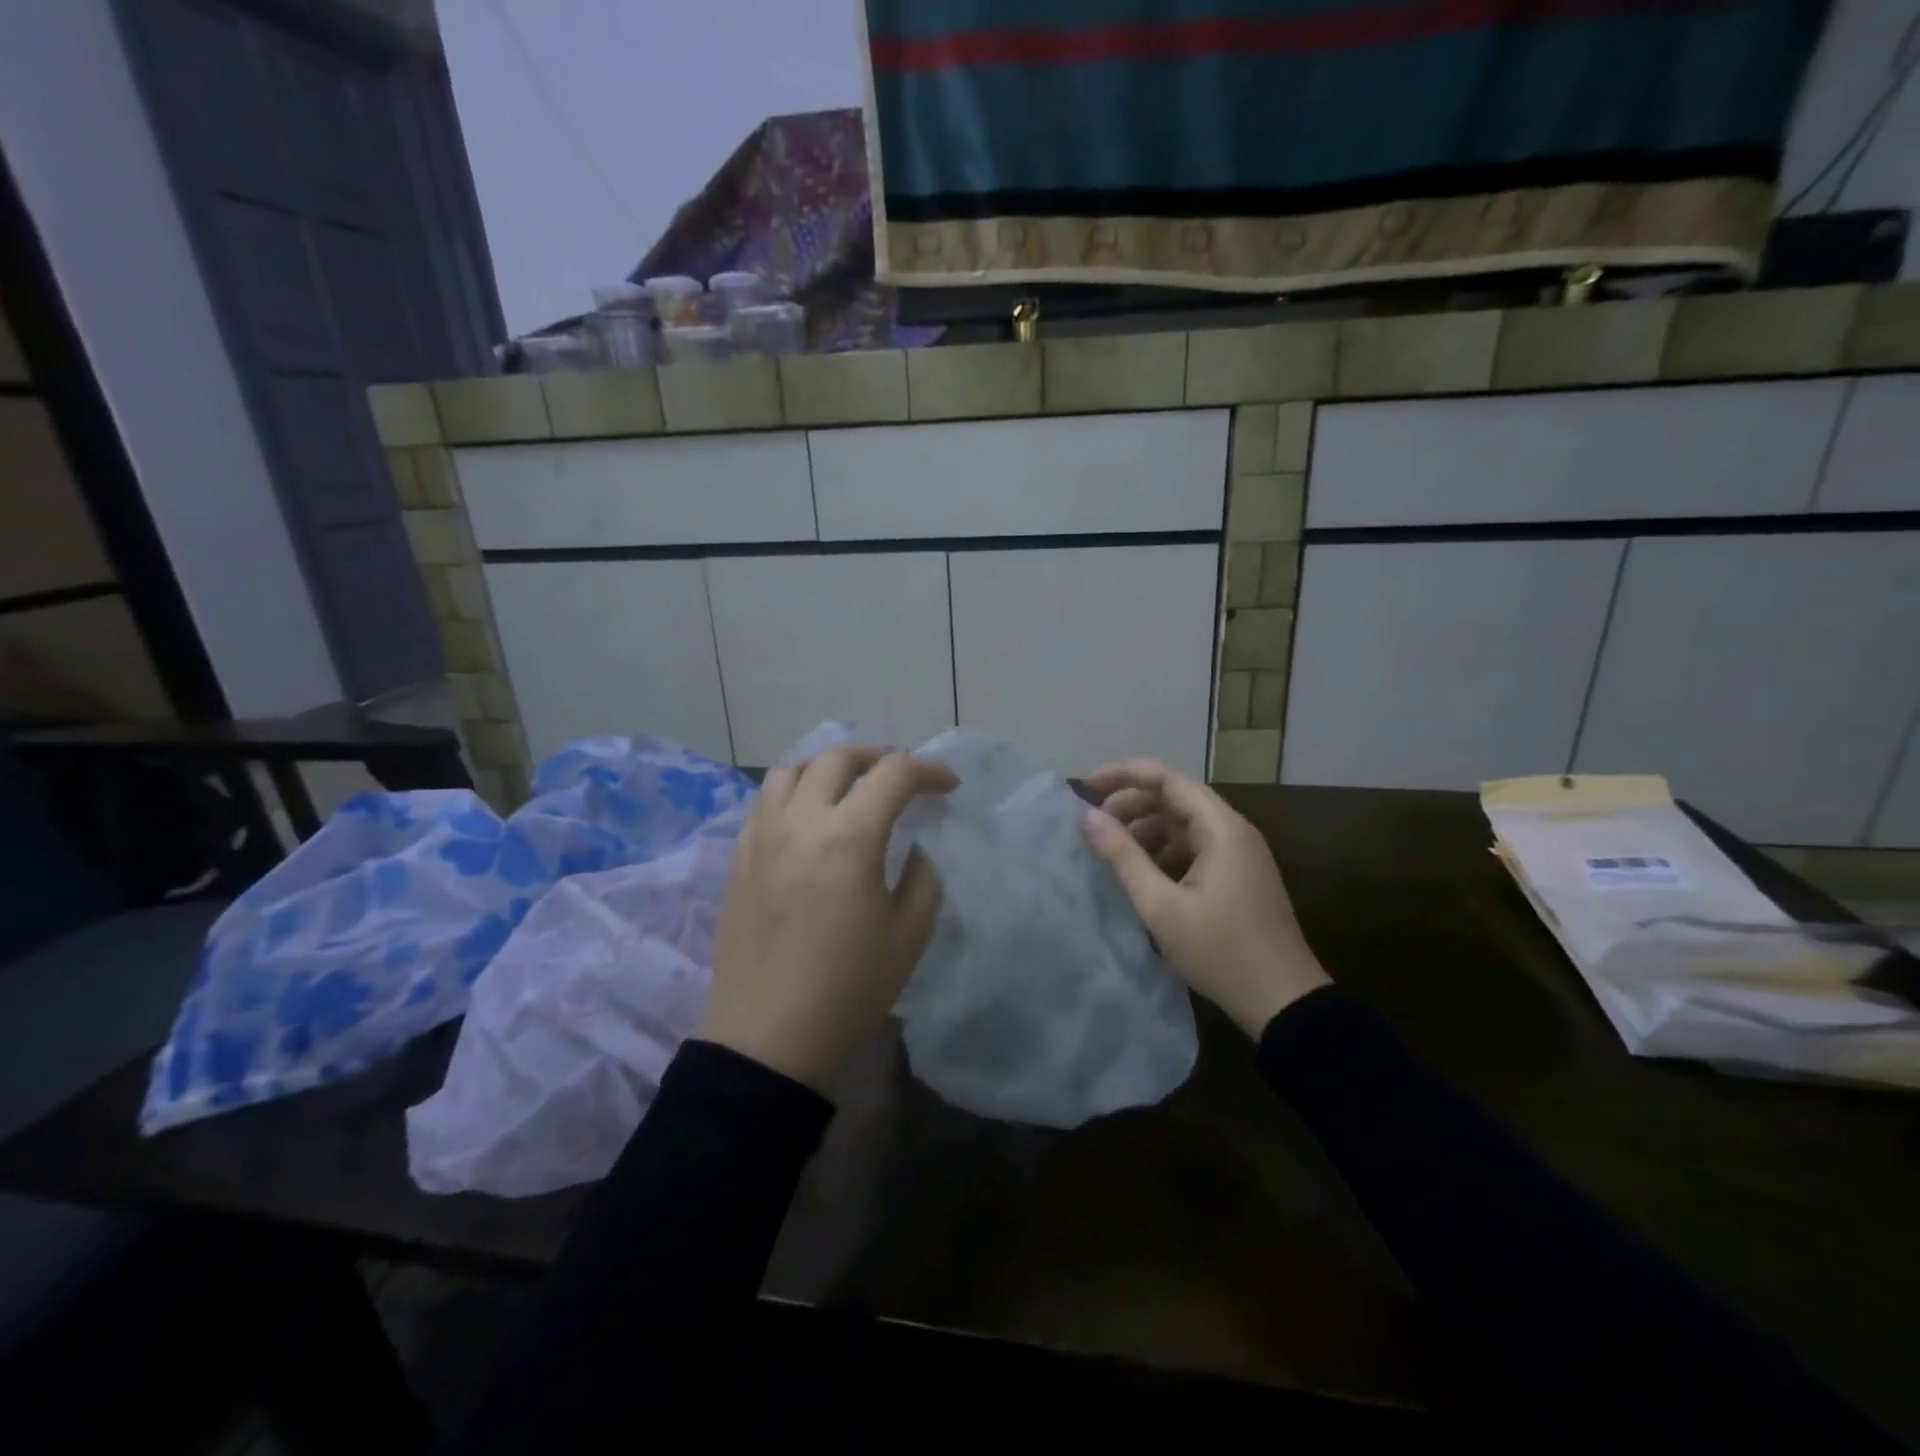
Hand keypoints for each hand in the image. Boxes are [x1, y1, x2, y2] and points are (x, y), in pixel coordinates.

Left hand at [697, 745, 956, 1093]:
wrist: (768, 1040)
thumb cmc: (849, 990)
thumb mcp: (910, 934)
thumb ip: (923, 877)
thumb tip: (912, 848)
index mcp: (849, 837)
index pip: (894, 774)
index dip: (929, 771)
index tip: (948, 786)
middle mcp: (800, 821)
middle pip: (837, 758)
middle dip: (878, 755)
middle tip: (901, 774)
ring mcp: (761, 836)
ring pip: (791, 770)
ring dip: (828, 765)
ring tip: (850, 782)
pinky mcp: (737, 858)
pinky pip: (765, 802)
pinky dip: (794, 791)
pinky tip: (809, 816)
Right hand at [1081, 758, 1328, 1037]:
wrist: (1284, 1002)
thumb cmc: (1221, 951)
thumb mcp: (1161, 906)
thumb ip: (1123, 857)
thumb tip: (1087, 817)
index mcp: (1221, 828)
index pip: (1167, 778)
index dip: (1123, 774)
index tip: (1086, 787)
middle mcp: (1233, 830)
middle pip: (1175, 797)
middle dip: (1131, 804)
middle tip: (1096, 827)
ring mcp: (1239, 854)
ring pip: (1183, 823)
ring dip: (1146, 829)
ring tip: (1113, 853)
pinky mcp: (1238, 875)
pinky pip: (1194, 847)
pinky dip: (1164, 850)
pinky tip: (1143, 874)